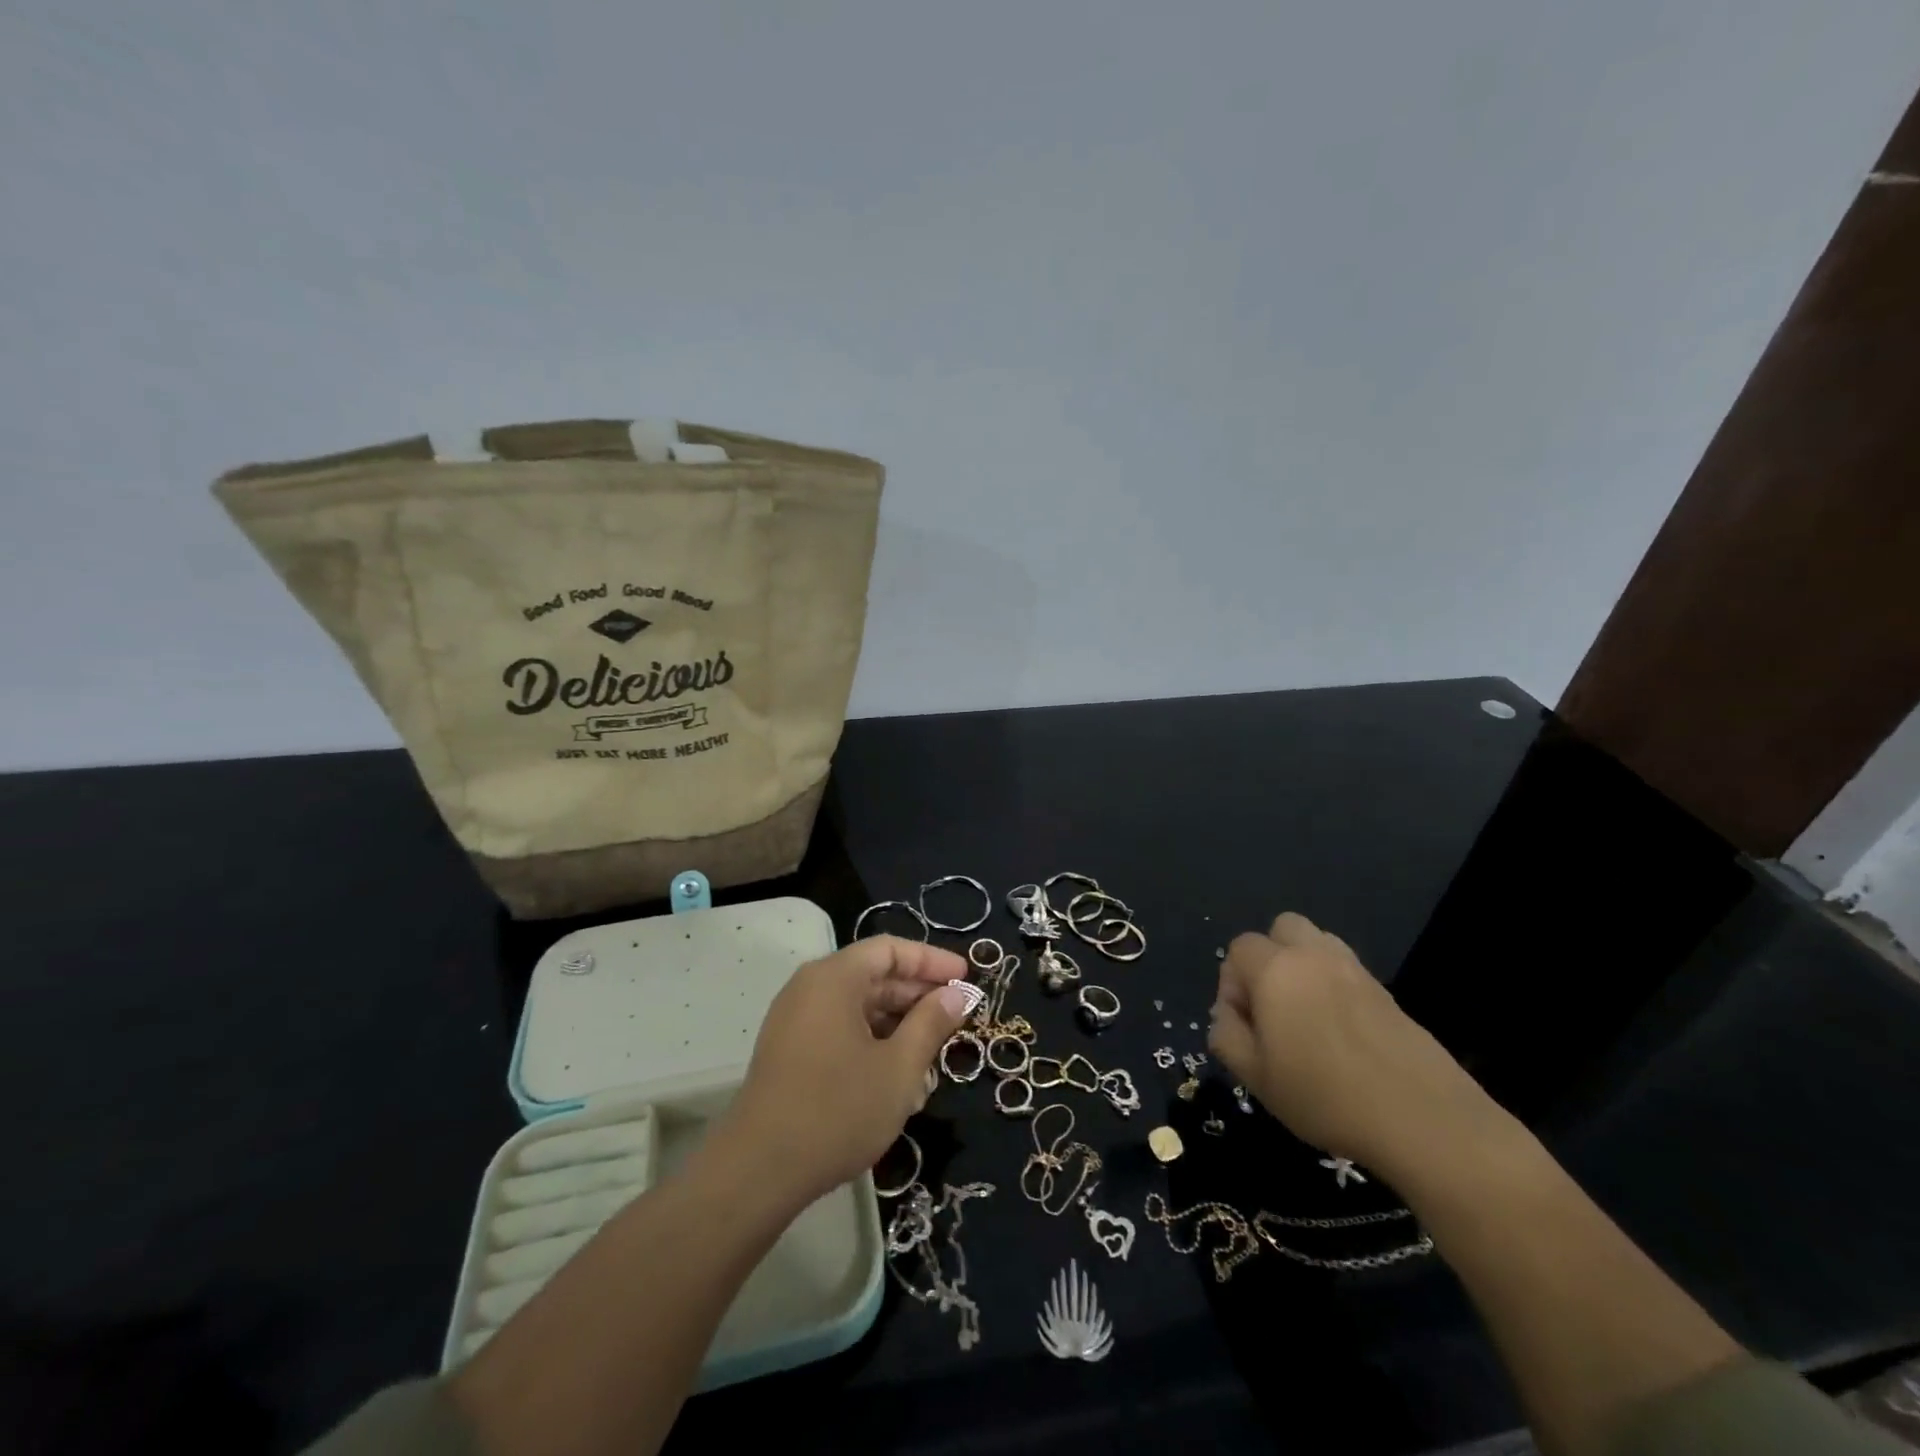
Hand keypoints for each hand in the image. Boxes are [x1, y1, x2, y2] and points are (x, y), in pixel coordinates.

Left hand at [723, 935, 971, 1206]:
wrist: (758, 1172)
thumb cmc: (837, 1110)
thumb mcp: (899, 1067)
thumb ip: (931, 1023)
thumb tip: (957, 994)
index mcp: (834, 978)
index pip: (890, 950)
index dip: (932, 960)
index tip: (967, 978)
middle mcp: (810, 988)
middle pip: (873, 975)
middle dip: (918, 996)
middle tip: (957, 1019)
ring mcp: (795, 1021)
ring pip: (858, 1007)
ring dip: (898, 1025)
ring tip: (933, 1057)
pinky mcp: (789, 1052)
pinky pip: (840, 1030)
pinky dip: (872, 1042)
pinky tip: (897, 1078)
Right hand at [1207, 912, 1498, 1174]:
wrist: (1424, 1119)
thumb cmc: (1325, 1096)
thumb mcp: (1255, 1076)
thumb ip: (1226, 1036)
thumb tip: (1228, 1015)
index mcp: (1276, 970)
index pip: (1239, 949)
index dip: (1232, 984)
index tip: (1244, 1026)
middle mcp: (1314, 956)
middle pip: (1282, 928)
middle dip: (1269, 958)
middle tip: (1273, 1007)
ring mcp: (1355, 971)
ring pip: (1318, 944)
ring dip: (1303, 966)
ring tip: (1306, 1016)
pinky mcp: (1387, 992)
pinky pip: (1346, 971)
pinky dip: (1334, 987)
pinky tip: (1340, 1033)